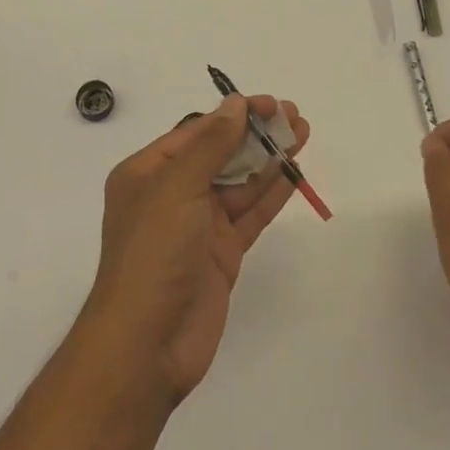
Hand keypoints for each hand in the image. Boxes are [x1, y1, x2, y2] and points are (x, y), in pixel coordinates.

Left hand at [82, 94, 309, 404]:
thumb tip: (235, 104)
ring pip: (240, 182)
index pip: (196, 132)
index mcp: (148, 173)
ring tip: (302, 134)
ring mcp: (198, 225)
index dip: (234, 114)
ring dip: (269, 159)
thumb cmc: (153, 253)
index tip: (269, 104)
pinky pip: (250, 214)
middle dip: (255, 133)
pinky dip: (272, 193)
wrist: (147, 346)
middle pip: (220, 153)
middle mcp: (172, 194)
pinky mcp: (221, 253)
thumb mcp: (177, 187)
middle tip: (294, 116)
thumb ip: (211, 144)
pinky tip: (295, 174)